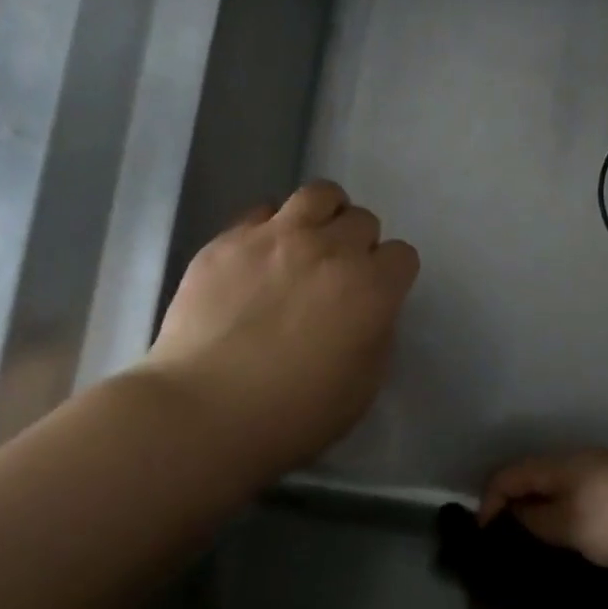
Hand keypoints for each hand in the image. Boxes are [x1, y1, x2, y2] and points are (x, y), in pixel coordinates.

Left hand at [146, 181, 419, 482]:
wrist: (205, 411)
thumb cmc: (295, 413)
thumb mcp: (364, 385)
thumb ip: (377, 334)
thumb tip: (368, 310)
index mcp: (371, 288)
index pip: (402, 255)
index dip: (391, 276)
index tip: (375, 297)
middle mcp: (330, 249)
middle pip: (362, 220)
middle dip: (359, 245)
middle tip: (338, 276)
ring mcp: (276, 237)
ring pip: (318, 195)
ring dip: (324, 216)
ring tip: (308, 244)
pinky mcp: (229, 239)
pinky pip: (263, 211)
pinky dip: (272, 227)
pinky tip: (260, 258)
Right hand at [479, 452, 607, 570]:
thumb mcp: (571, 526)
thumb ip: (538, 520)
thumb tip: (517, 513)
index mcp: (560, 464)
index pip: (508, 475)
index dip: (489, 503)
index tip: (484, 538)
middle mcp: (580, 461)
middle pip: (533, 478)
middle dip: (515, 506)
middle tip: (508, 544)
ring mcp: (606, 474)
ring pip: (560, 489)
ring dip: (543, 512)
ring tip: (538, 546)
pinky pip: (582, 499)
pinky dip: (568, 515)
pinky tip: (576, 540)